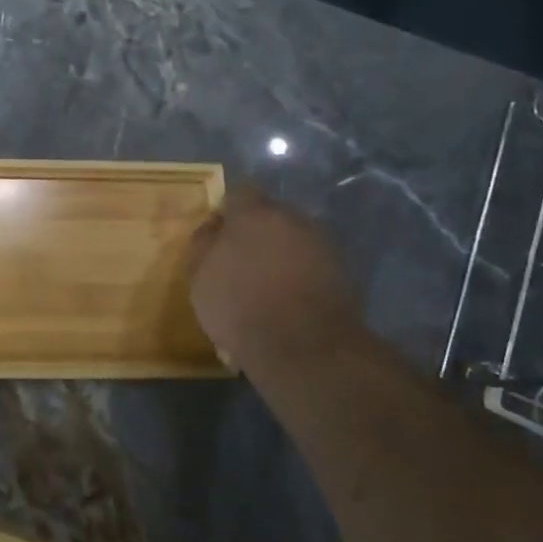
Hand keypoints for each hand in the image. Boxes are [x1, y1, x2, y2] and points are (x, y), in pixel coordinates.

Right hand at [187, 188, 363, 370]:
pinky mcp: (342, 272)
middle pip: (270, 216)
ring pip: (294, 239)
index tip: (218, 237)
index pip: (239, 194)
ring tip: (267, 286)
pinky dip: (301, 275)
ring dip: (281, 254)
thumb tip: (213, 227)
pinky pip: (312, 264)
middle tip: (242, 262)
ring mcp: (322, 244)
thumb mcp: (200, 277)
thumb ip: (204, 244)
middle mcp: (292, 219)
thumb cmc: (240, 306)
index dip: (227, 213)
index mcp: (254, 213)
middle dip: (257, 233)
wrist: (304, 347)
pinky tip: (290, 301)